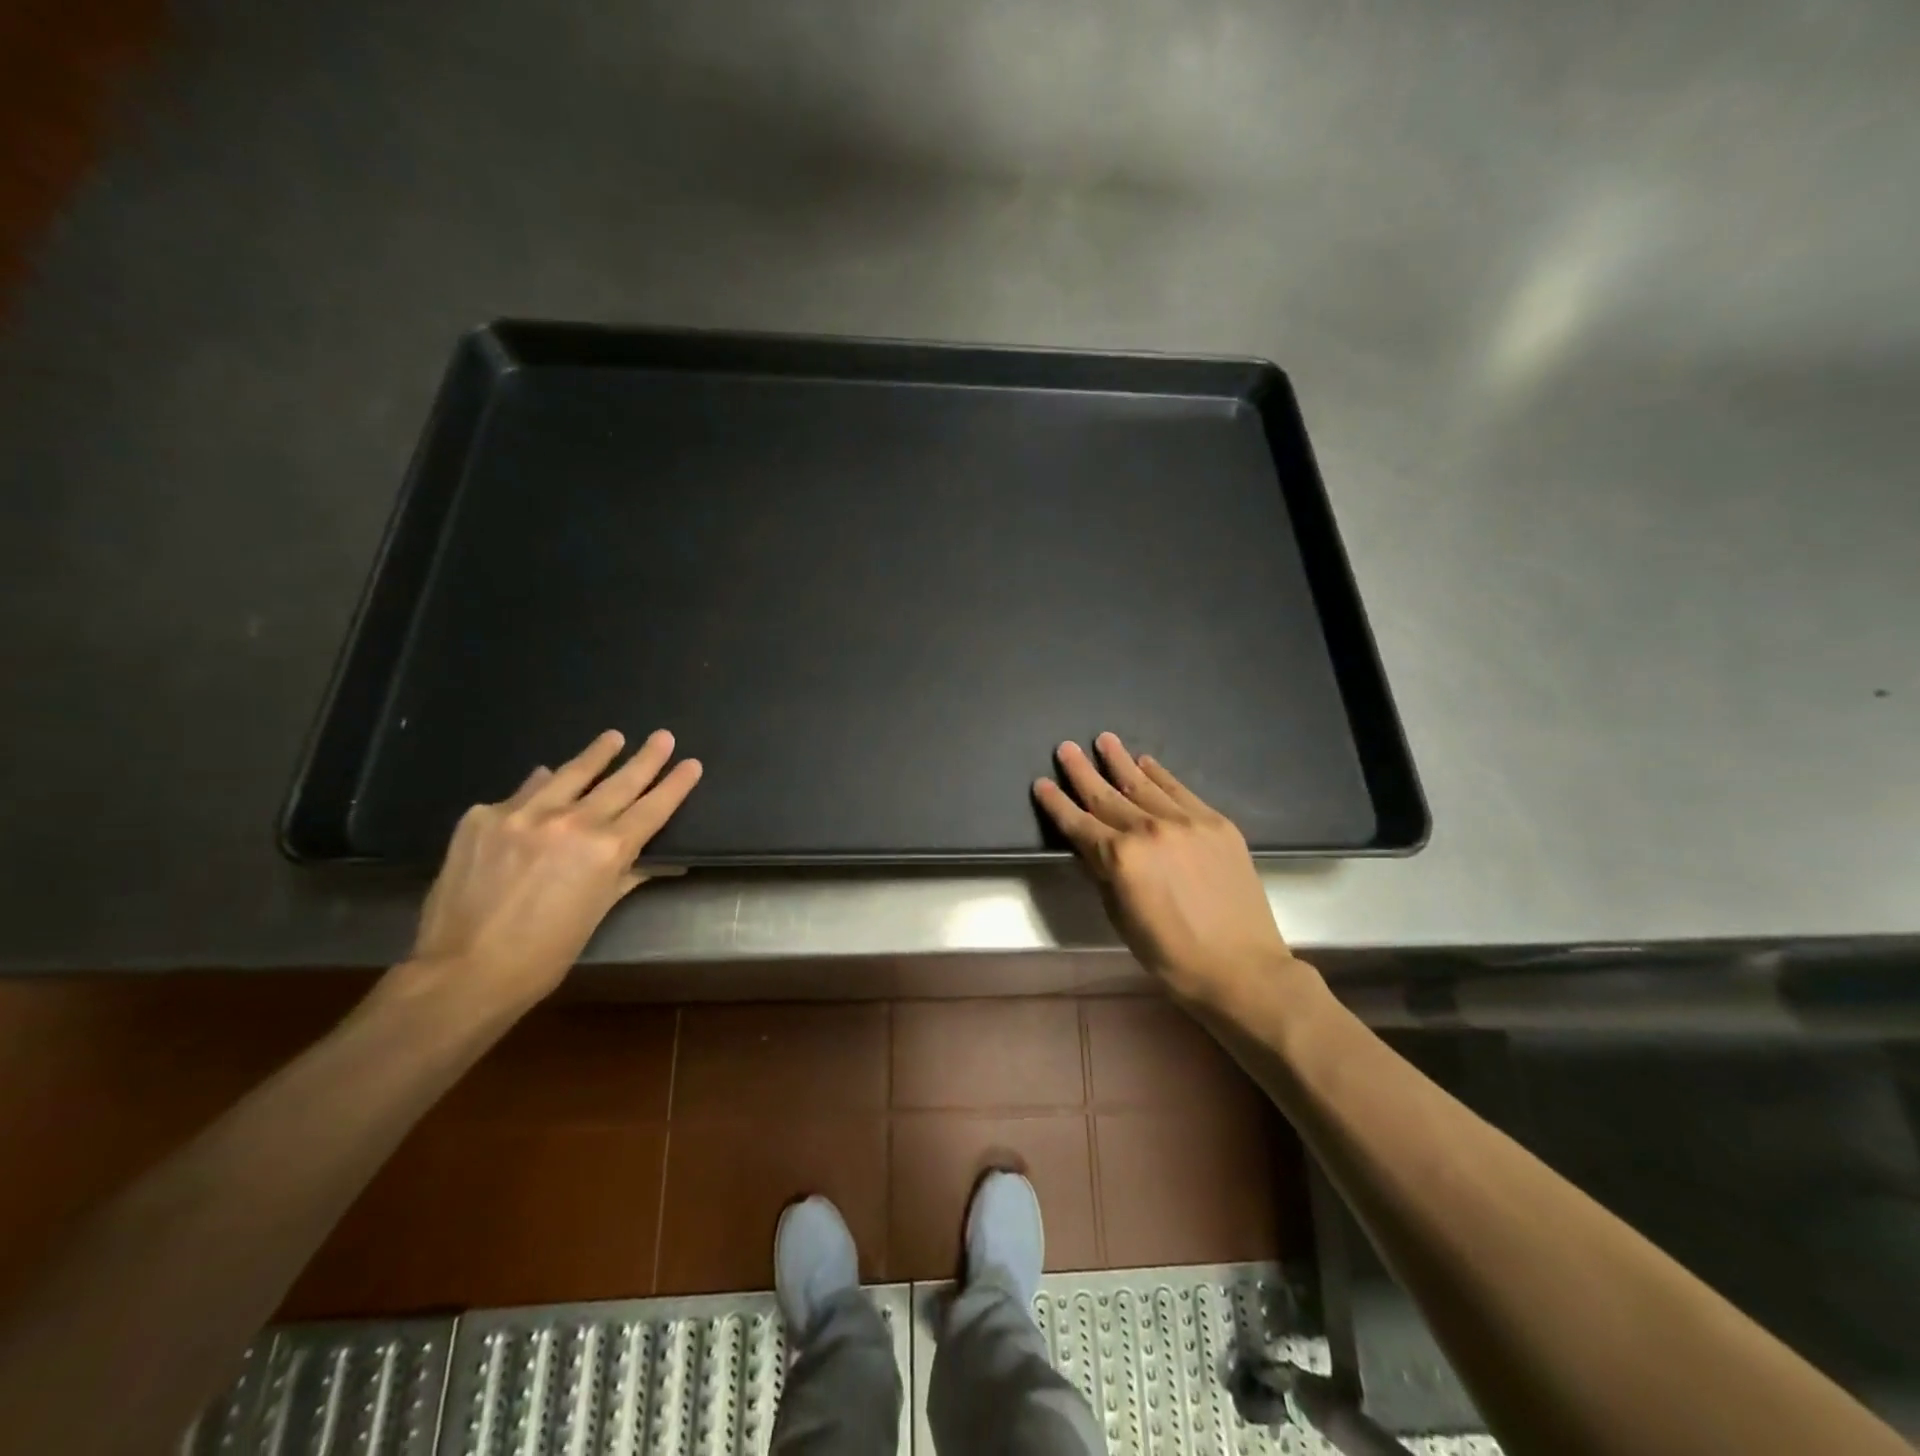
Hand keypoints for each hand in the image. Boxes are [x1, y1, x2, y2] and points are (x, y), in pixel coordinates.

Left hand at [403, 729, 701, 1015]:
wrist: (462, 971)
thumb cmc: (544, 954)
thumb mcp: (597, 913)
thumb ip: (623, 874)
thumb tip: (646, 855)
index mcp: (606, 850)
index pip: (652, 808)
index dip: (675, 784)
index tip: (691, 763)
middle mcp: (570, 822)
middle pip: (619, 782)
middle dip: (646, 758)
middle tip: (663, 736)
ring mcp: (522, 814)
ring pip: (570, 774)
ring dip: (596, 755)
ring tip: (612, 738)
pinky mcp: (483, 817)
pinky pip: (522, 793)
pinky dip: (540, 786)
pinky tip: (546, 778)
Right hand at [1034, 733, 1302, 1006]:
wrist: (1242, 967)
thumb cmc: (1172, 955)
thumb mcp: (1121, 918)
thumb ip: (1104, 874)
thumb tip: (1092, 846)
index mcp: (1121, 857)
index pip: (1078, 823)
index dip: (1057, 803)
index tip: (1041, 783)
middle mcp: (1150, 829)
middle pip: (1107, 795)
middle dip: (1082, 771)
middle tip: (1065, 747)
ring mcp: (1187, 822)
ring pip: (1144, 784)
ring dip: (1120, 761)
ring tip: (1104, 740)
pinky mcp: (1216, 823)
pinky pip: (1180, 791)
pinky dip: (1160, 775)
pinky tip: (1146, 762)